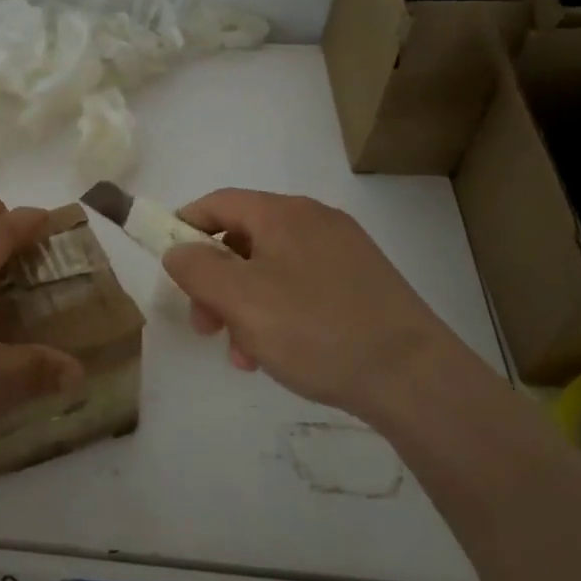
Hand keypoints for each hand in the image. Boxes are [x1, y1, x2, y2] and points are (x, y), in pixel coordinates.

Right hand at [162, 188, 479, 422]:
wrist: (414, 377)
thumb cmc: (315, 330)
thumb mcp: (240, 300)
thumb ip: (197, 268)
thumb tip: (177, 250)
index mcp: (283, 214)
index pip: (218, 203)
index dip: (184, 226)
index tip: (166, 262)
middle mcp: (314, 221)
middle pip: (243, 240)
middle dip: (214, 282)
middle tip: (205, 326)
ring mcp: (343, 252)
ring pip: (270, 269)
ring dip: (243, 306)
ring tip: (243, 354)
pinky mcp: (362, 283)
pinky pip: (301, 287)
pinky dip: (277, 313)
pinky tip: (278, 355)